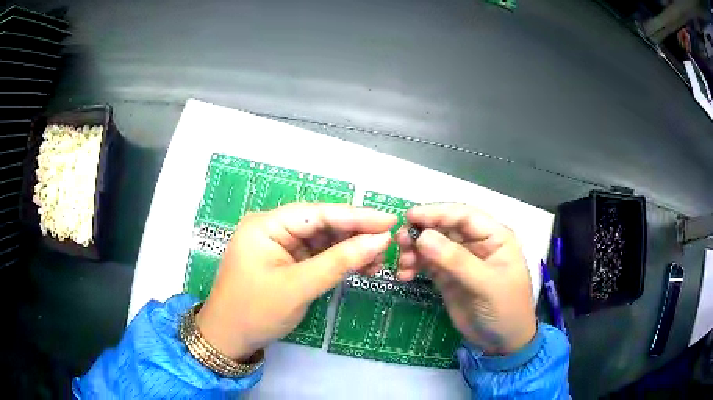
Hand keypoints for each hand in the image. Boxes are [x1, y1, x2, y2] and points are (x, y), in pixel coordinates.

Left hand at [196, 203, 395, 360]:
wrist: (229, 339)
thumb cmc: (256, 311)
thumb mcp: (299, 287)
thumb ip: (339, 261)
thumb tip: (380, 240)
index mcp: (266, 225)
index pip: (318, 213)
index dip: (356, 216)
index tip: (389, 220)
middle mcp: (273, 229)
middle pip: (322, 224)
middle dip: (355, 234)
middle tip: (389, 243)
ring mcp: (280, 246)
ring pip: (323, 240)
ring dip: (350, 249)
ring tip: (379, 260)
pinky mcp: (286, 262)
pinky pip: (318, 256)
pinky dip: (339, 262)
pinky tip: (361, 267)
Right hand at [396, 203, 535, 354]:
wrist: (502, 342)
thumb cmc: (505, 309)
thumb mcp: (486, 284)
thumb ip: (456, 260)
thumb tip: (423, 236)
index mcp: (494, 236)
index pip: (463, 215)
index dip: (437, 212)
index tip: (410, 216)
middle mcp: (476, 243)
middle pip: (444, 228)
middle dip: (421, 232)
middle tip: (399, 242)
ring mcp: (460, 260)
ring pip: (432, 245)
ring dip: (414, 250)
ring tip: (402, 264)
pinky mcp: (447, 277)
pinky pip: (427, 264)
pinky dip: (413, 266)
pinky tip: (404, 275)